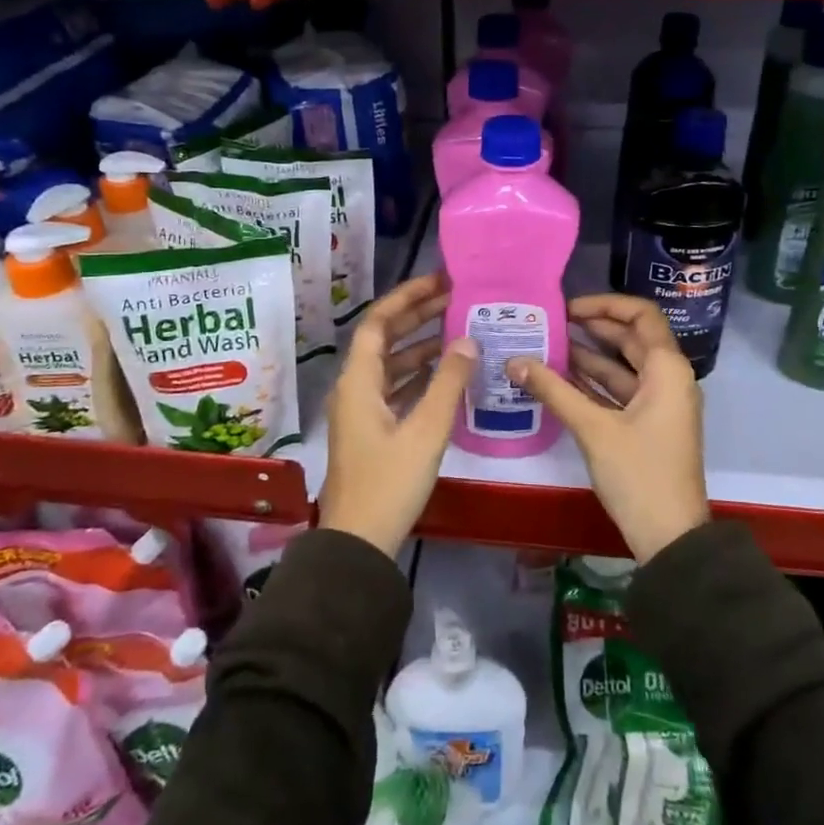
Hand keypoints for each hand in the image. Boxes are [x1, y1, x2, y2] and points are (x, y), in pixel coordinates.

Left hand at [320, 272, 476, 556]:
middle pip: (385, 339)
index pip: (379, 322)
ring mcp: (362, 410)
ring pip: (392, 364)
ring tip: (459, 329)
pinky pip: (396, 388)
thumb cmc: (389, 483)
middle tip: (456, 298)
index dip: (407, 297)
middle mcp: (355, 388)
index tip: (439, 281)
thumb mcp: (425, 431)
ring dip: (421, 345)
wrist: (359, 543)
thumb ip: (448, 383)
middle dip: (417, 316)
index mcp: (358, 381)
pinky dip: (420, 374)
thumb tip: (467, 340)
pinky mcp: (373, 430)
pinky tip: (448, 372)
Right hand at [508, 294, 708, 562]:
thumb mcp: (594, 429)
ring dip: (588, 357)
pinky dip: (592, 384)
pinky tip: (557, 380)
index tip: (568, 308)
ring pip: (622, 367)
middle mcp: (668, 378)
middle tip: (550, 324)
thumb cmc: (639, 474)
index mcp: (667, 369)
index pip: (641, 315)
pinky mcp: (647, 425)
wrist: (670, 537)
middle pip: (630, 339)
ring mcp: (659, 404)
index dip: (605, 304)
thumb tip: (514, 361)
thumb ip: (553, 390)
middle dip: (592, 328)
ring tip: (545, 347)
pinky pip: (619, 392)